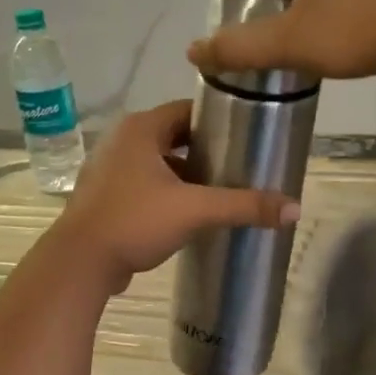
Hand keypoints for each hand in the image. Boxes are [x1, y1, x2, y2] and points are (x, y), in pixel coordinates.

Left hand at [49, 100, 299, 294]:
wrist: (80, 263)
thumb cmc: (135, 221)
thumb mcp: (195, 210)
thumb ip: (244, 206)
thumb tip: (295, 209)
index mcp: (140, 129)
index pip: (187, 110)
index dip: (217, 121)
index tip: (245, 137)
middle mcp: (121, 140)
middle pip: (174, 136)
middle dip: (205, 151)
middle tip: (238, 166)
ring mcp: (109, 169)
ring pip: (158, 162)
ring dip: (185, 174)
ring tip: (218, 190)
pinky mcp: (104, 196)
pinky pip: (143, 184)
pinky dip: (165, 191)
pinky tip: (187, 212)